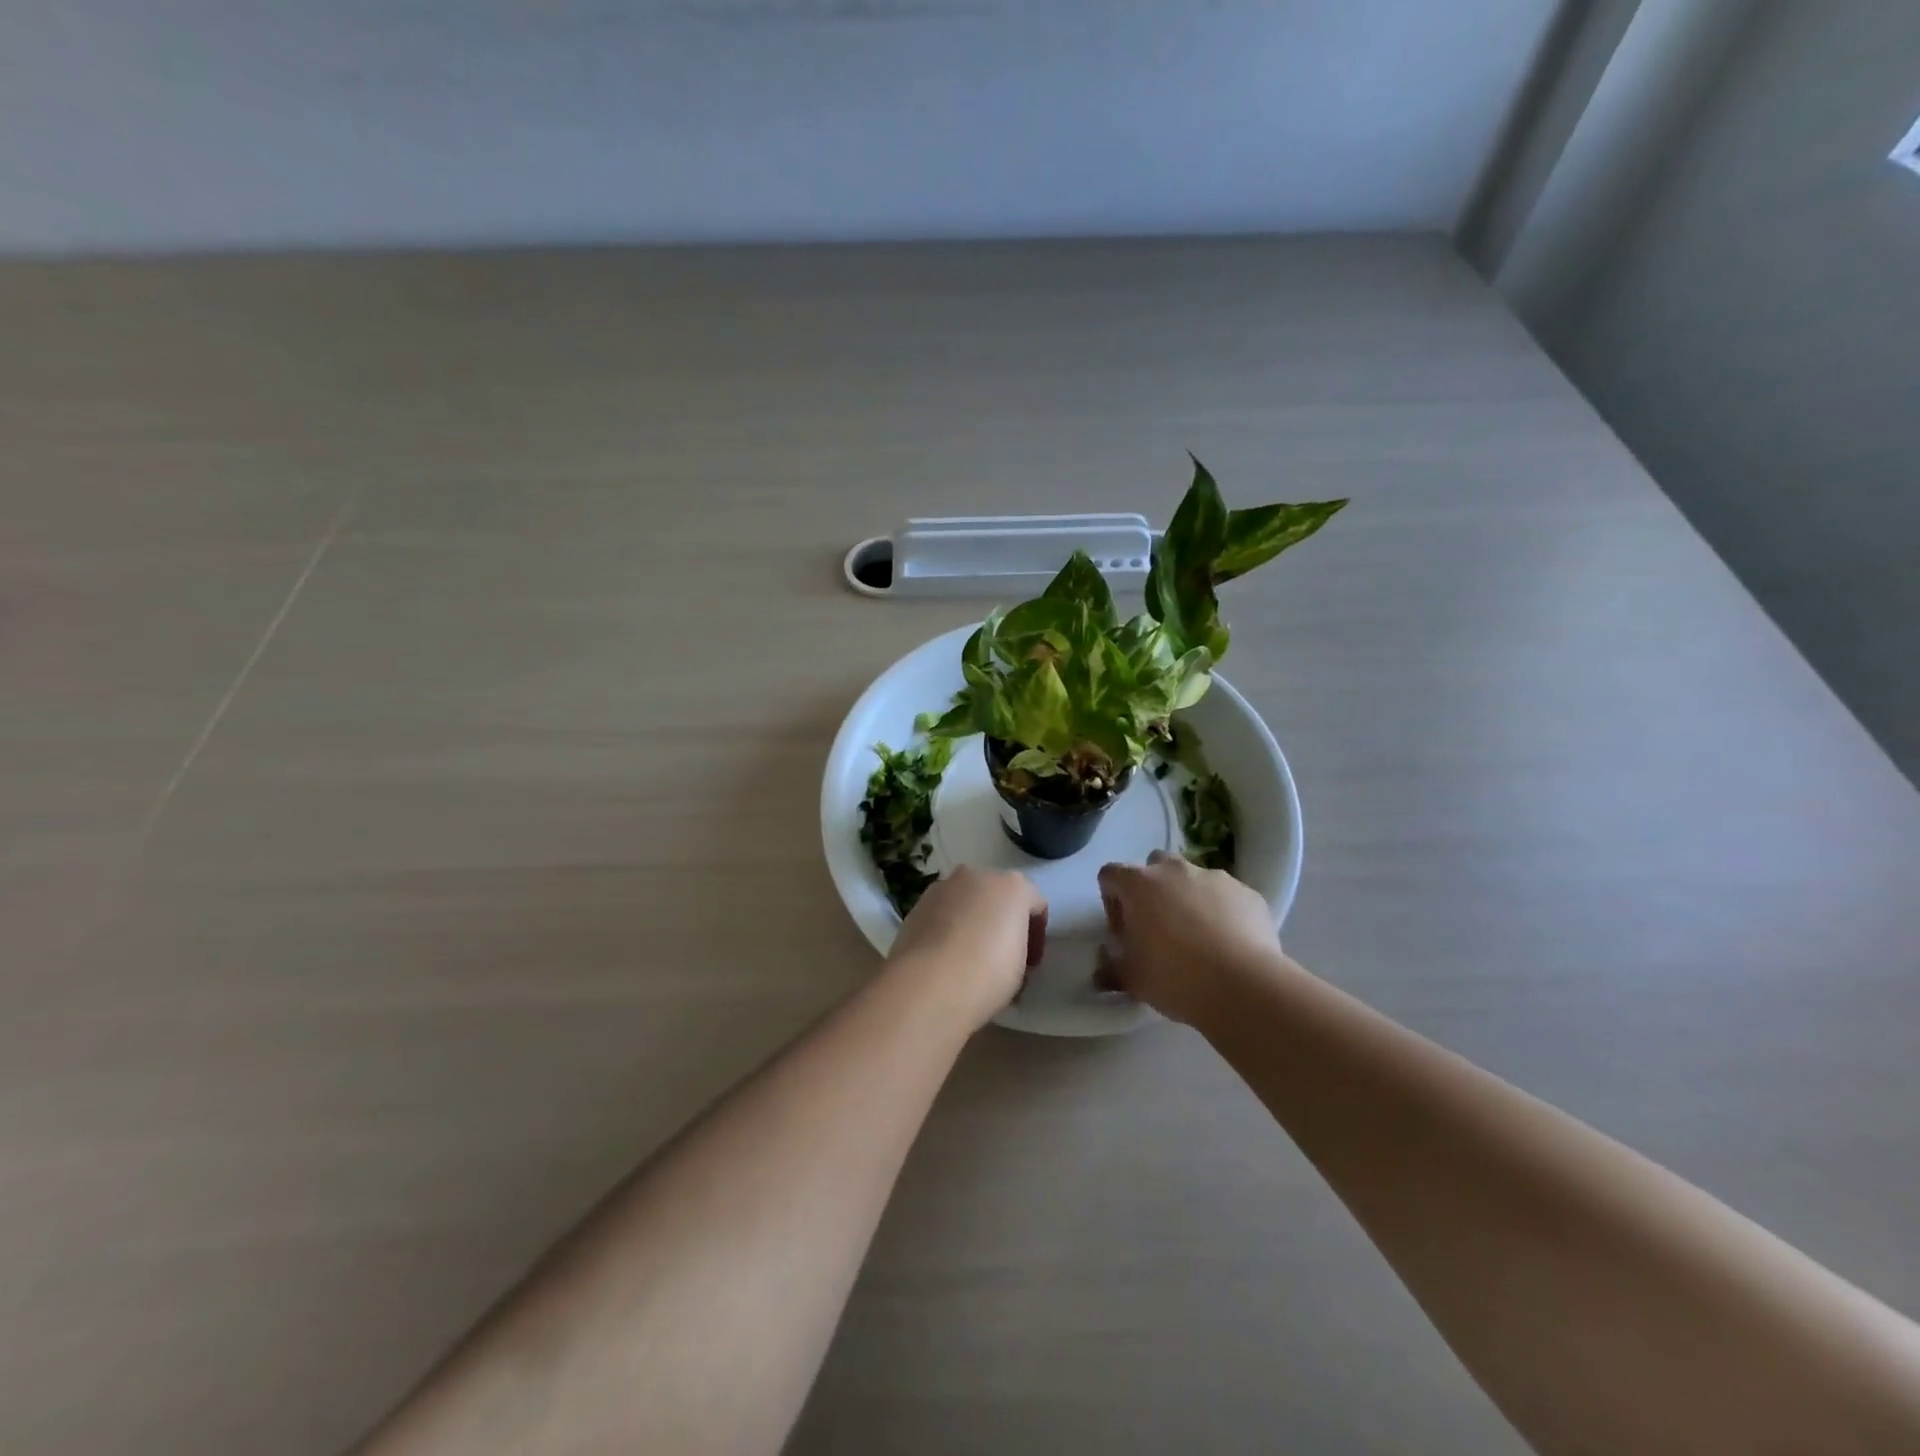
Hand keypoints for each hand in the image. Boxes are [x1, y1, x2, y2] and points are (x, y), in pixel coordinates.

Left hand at [887, 866, 1047, 1029]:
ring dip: (972, 919)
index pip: (1036, 904)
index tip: (1030, 963)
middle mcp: (978, 876)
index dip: (1037, 934)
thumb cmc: (987, 975)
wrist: (928, 984)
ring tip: (969, 955)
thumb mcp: (1021, 968)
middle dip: (1002, 920)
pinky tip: (945, 955)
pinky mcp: (918, 903)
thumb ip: (1019, 948)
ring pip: (966, 899)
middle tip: (1002, 955)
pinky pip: (942, 911)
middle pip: (998, 894)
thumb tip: (1006, 952)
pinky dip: (947, 926)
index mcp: (1013, 887)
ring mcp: (944, 886)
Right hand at [1097, 851, 1284, 1023]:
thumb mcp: (1131, 979)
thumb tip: (1102, 970)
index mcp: (1139, 884)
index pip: (1110, 874)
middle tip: (1158, 928)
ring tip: (1198, 938)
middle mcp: (1175, 870)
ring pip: (1193, 879)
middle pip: (1154, 866)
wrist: (1244, 987)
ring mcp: (1215, 878)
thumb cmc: (1175, 977)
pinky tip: (1227, 944)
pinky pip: (1226, 896)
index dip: (1111, 901)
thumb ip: (1111, 968)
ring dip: (1188, 899)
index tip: (1123, 931)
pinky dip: (1221, 912)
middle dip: (1152, 890)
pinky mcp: (1247, 893)